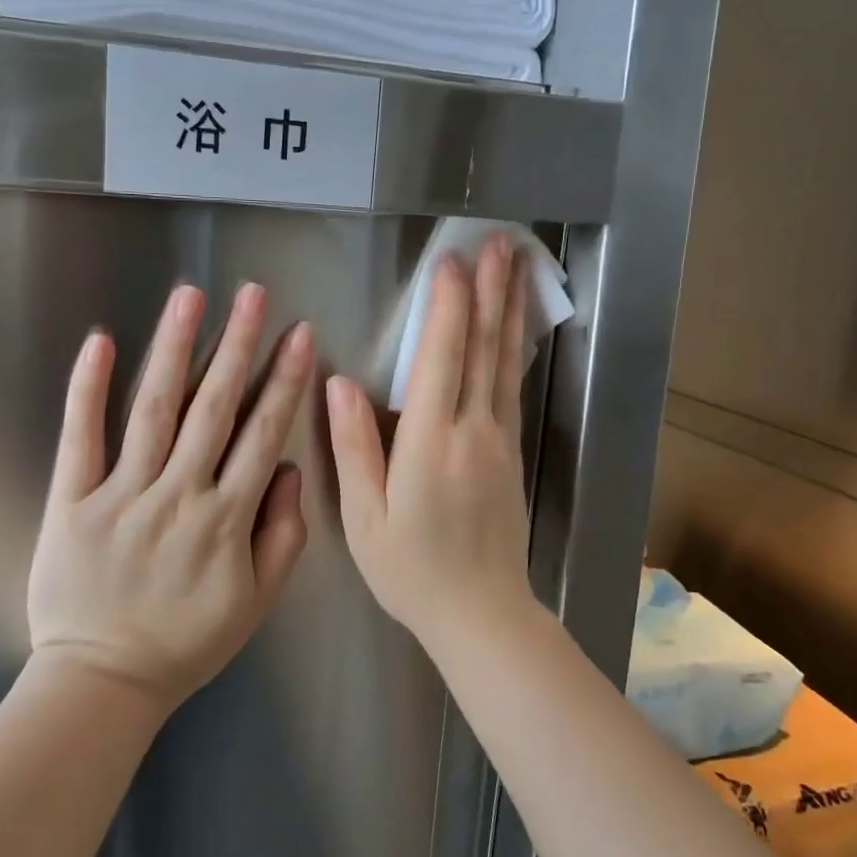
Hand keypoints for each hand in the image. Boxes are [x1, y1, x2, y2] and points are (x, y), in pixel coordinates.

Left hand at [25, 282, 314, 712]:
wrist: (102, 682)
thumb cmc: (186, 642)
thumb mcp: (257, 602)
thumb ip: (283, 534)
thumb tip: (287, 468)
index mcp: (226, 519)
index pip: (262, 434)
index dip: (284, 380)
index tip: (299, 334)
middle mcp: (178, 495)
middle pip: (213, 409)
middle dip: (237, 346)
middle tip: (252, 294)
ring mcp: (121, 495)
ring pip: (154, 410)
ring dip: (174, 349)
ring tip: (191, 297)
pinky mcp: (71, 502)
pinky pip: (80, 439)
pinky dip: (88, 389)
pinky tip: (100, 342)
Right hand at [326, 236, 537, 655]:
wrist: (481, 614)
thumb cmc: (411, 570)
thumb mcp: (364, 517)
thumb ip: (354, 447)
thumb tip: (338, 384)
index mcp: (431, 442)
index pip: (442, 358)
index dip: (448, 306)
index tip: (451, 262)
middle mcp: (473, 431)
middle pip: (484, 349)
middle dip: (491, 291)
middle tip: (501, 243)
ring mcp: (500, 441)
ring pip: (505, 363)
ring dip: (510, 310)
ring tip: (518, 267)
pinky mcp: (512, 454)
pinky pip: (512, 388)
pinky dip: (514, 349)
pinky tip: (515, 329)